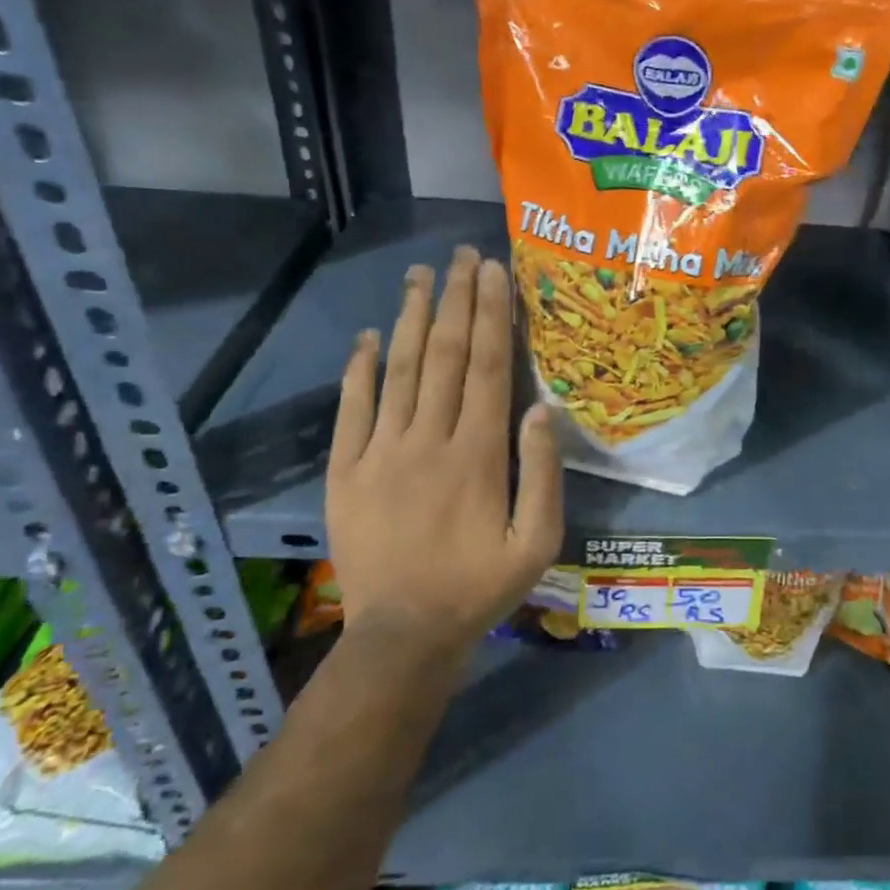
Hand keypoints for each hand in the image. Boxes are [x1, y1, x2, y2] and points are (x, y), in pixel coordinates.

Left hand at [326, 247, 563, 652]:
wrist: (404, 635)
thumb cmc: (481, 586)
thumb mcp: (538, 541)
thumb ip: (543, 473)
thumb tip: (543, 407)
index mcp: (477, 454)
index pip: (485, 367)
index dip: (490, 314)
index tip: (493, 271)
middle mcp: (428, 440)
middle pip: (443, 355)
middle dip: (455, 299)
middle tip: (461, 254)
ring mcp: (380, 453)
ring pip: (397, 371)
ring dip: (409, 318)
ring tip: (419, 274)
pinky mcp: (345, 471)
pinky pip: (351, 410)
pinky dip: (358, 369)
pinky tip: (366, 336)